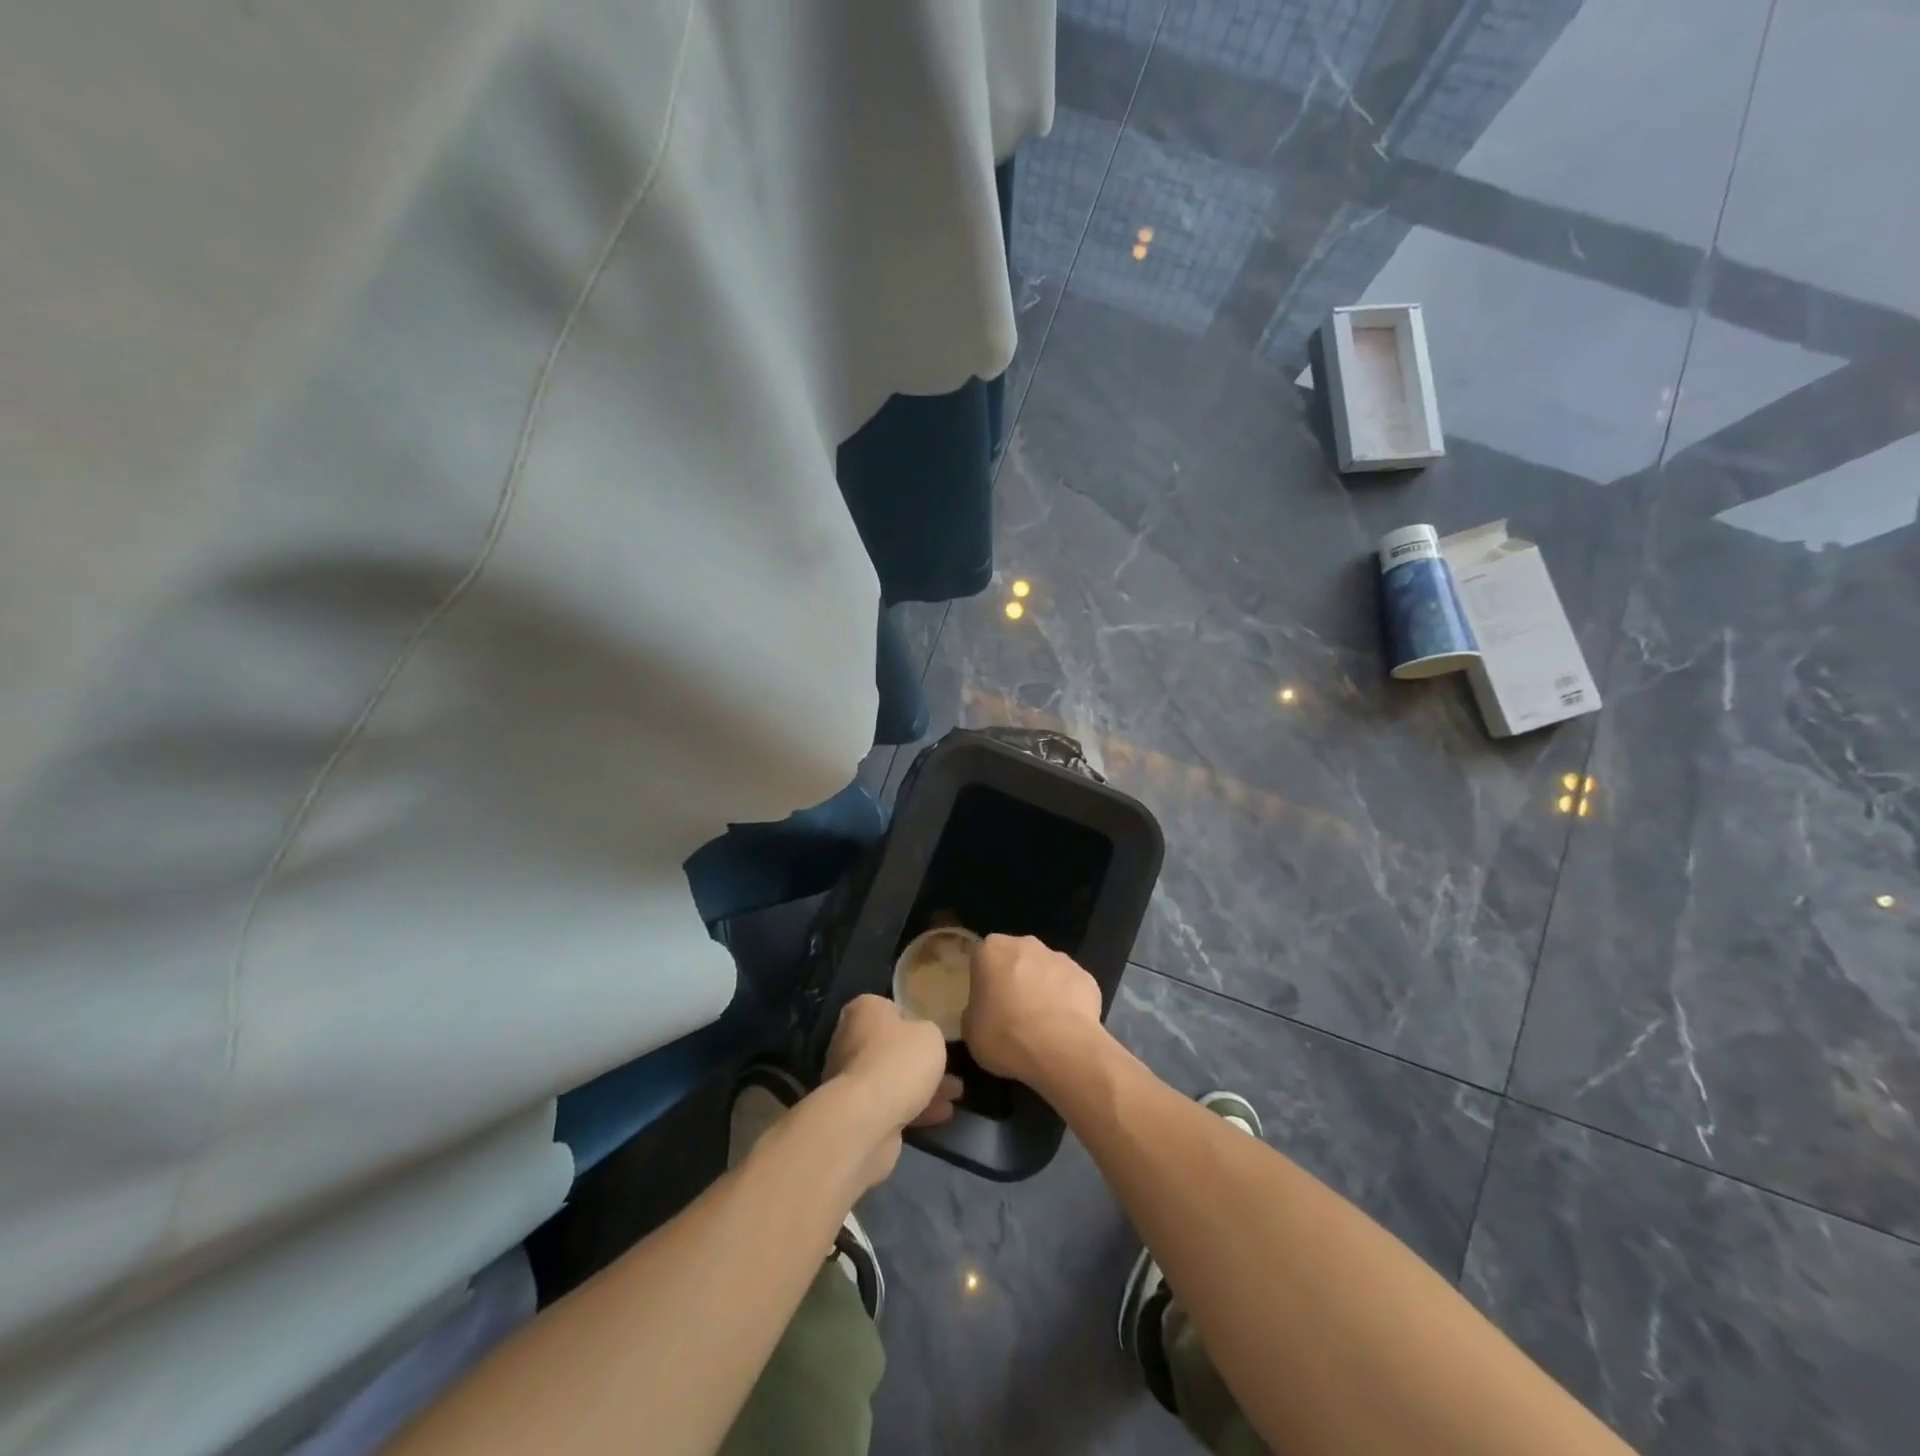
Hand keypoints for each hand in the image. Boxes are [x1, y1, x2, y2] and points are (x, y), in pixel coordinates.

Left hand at [823, 995, 960, 1186]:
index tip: (937, 1039)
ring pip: (893, 1078)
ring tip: (955, 1096)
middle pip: (892, 1047)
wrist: (867, 1118)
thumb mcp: (931, 1034)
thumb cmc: (899, 1060)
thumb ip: (928, 1033)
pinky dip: (914, 1107)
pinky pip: (889, 1103)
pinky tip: (941, 1115)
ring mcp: (848, 1077)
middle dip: (922, 1062)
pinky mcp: (854, 1110)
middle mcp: (849, 1039)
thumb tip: (920, 1041)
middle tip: (951, 1071)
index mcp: (864, 1010)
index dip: (918, 1023)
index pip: (894, 1010)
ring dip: (923, 1087)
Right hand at [963, 934, 1106, 1087]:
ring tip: (1042, 1025)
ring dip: (1041, 989)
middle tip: (1011, 1013)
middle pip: (1015, 958)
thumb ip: (974, 1011)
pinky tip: (1065, 1028)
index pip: (981, 958)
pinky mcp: (1085, 976)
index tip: (985, 1004)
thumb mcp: (970, 1031)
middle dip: (1014, 979)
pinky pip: (1070, 987)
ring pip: (1044, 970)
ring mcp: (1059, 957)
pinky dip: (1067, 1002)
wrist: (1062, 1048)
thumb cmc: (1006, 1036)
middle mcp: (1026, 944)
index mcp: (991, 950)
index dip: (983, 981)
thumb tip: (983, 1010)